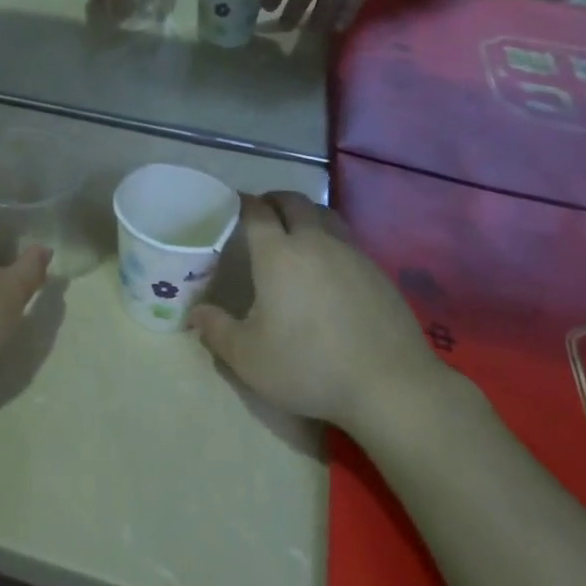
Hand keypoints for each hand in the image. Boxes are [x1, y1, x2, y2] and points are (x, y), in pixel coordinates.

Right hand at [188, 193, 453, 429]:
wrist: (389, 385)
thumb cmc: (308, 366)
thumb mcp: (248, 358)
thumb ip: (217, 331)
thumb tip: (195, 313)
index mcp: (277, 254)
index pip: (257, 212)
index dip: (243, 203)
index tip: (234, 204)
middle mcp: (314, 242)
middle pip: (294, 202)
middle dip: (275, 200)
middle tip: (263, 211)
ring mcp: (350, 253)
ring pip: (325, 214)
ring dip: (306, 213)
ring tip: (297, 229)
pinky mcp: (377, 271)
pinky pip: (347, 239)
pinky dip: (331, 238)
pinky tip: (329, 265)